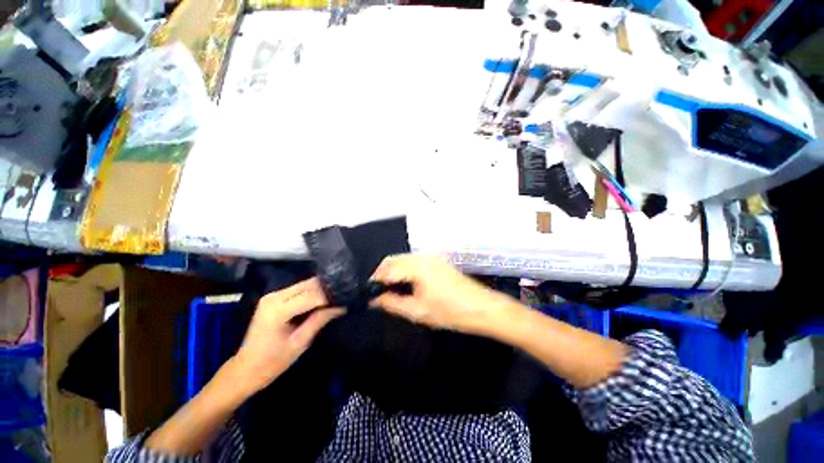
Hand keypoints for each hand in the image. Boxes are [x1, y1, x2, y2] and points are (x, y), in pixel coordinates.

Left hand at [231, 278, 344, 396]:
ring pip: (305, 284)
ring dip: (321, 290)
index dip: (331, 297)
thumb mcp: (300, 343)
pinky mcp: (274, 297)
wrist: (245, 369)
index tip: (346, 301)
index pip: (312, 295)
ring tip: (336, 298)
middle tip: (343, 297)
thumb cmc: (272, 362)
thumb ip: (320, 320)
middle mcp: (274, 296)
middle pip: (309, 284)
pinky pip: (299, 289)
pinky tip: (322, 299)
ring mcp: (273, 295)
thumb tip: (341, 306)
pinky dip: (313, 292)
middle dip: (328, 290)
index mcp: (278, 310)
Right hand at [369, 255, 515, 334]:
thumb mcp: (417, 311)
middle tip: (378, 295)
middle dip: (382, 275)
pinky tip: (406, 285)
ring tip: (391, 292)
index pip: (386, 268)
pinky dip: (404, 271)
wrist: (481, 307)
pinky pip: (413, 262)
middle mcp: (422, 256)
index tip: (368, 295)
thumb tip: (374, 300)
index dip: (374, 281)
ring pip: (402, 260)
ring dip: (393, 273)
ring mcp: (431, 257)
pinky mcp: (436, 261)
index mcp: (416, 265)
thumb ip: (392, 303)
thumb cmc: (450, 311)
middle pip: (393, 260)